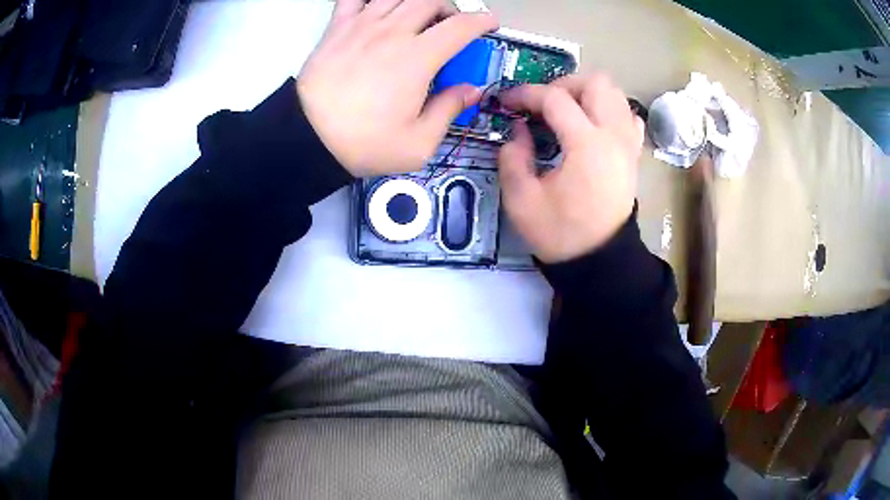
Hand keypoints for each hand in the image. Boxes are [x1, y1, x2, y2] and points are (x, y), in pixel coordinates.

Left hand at [297, 0, 497, 176]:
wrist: (307, 139)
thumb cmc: (361, 143)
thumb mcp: (418, 143)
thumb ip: (449, 110)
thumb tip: (470, 91)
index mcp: (417, 59)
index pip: (460, 26)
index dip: (481, 21)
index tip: (488, 24)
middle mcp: (392, 33)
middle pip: (431, 1)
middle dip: (449, 8)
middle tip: (449, 25)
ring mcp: (362, 26)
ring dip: (416, 0)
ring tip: (418, 15)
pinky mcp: (337, 28)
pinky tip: (379, 6)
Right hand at [498, 75, 644, 263]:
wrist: (599, 261)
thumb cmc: (560, 233)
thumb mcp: (521, 200)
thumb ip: (513, 157)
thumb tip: (518, 129)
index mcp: (587, 146)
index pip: (555, 99)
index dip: (525, 94)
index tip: (506, 102)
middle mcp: (614, 136)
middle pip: (596, 83)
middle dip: (564, 84)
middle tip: (543, 103)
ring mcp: (628, 144)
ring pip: (616, 95)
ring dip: (588, 94)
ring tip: (566, 111)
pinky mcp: (633, 155)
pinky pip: (628, 117)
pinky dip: (610, 111)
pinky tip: (593, 125)